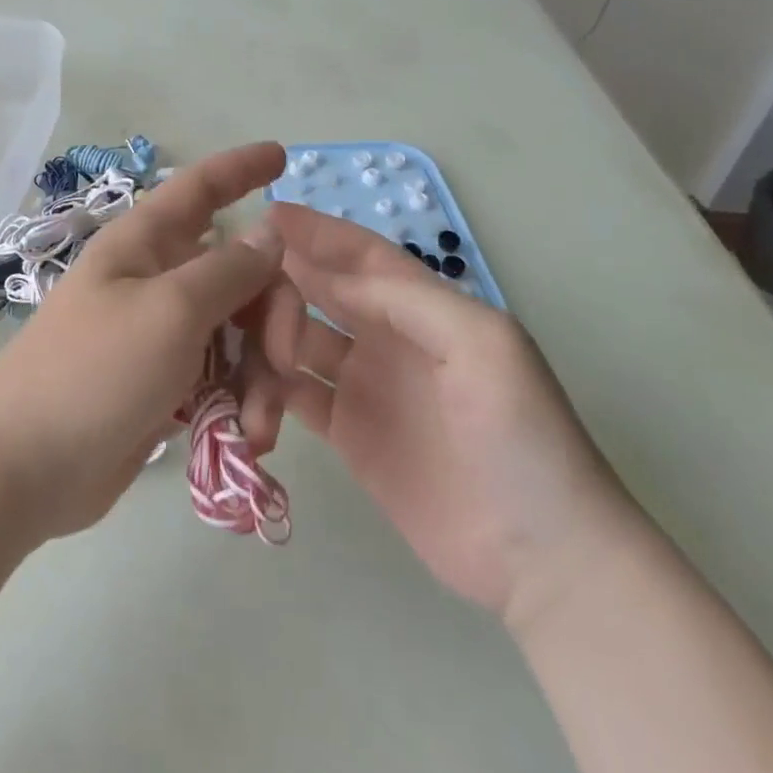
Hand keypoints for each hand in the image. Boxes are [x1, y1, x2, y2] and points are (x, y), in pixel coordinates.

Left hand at [0, 142, 287, 540]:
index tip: (283, 156)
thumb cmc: (95, 371)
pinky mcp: (165, 384)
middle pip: (239, 273)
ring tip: (258, 427)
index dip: (240, 168)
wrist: (25, 466)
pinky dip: (242, 403)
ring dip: (262, 375)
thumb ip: (228, 270)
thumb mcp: (170, 311)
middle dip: (273, 315)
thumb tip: (270, 231)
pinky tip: (245, 439)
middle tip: (285, 361)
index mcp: (146, 245)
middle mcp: (156, 280)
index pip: (199, 188)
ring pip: (238, 333)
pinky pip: (223, 378)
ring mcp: (161, 334)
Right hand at [243, 204, 648, 625]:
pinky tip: (247, 396)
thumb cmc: (520, 437)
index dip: (318, 232)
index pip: (361, 257)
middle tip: (231, 281)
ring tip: (242, 350)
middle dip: (280, 279)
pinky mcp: (347, 433)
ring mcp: (364, 386)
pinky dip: (267, 390)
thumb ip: (404, 299)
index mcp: (423, 309)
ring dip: (267, 336)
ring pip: (297, 340)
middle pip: (320, 291)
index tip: (266, 214)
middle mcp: (388, 337)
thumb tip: (324, 272)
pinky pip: (293, 396)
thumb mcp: (481, 345)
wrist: (541, 557)